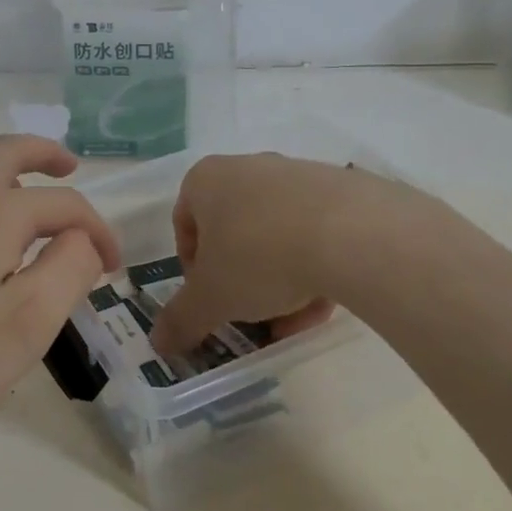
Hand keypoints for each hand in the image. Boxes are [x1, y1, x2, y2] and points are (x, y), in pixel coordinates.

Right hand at [147, 152, 439, 354]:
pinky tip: (324, 304)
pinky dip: (314, 268)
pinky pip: (316, 233)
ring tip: (291, 321)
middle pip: (234, 232)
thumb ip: (182, 319)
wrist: (353, 232)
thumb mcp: (212, 297)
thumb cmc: (259, 255)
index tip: (209, 298)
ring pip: (276, 236)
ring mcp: (297, 176)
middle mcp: (248, 168)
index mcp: (207, 180)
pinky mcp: (342, 190)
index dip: (192, 268)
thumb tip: (158, 343)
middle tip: (249, 314)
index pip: (185, 223)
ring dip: (278, 281)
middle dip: (239, 280)